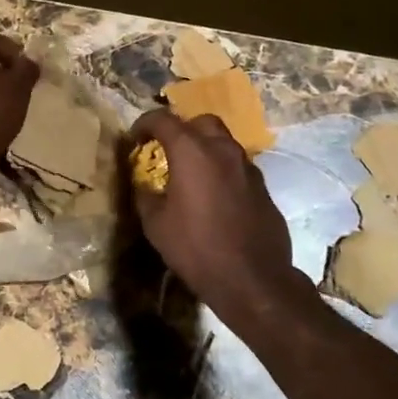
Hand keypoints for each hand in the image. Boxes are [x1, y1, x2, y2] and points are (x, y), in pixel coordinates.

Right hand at [129, 109, 299, 318]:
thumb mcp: (156, 225)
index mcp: (192, 152)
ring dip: (205, 149)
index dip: (144, 124)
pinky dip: (222, 171)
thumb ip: (146, 196)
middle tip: (167, 150)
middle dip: (182, 129)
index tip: (134, 139)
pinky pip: (238, 167)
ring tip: (190, 174)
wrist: (252, 279)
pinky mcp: (263, 188)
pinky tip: (214, 197)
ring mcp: (248, 167)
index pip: (163, 120)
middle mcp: (223, 150)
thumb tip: (144, 185)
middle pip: (201, 122)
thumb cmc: (196, 248)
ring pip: (224, 143)